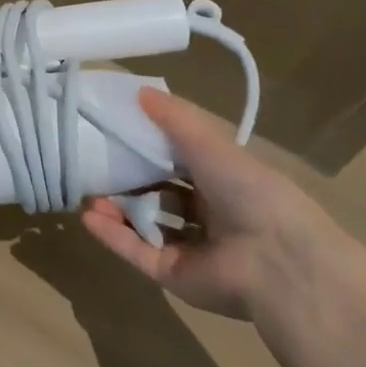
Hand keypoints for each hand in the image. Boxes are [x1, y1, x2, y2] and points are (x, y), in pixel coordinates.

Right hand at [80, 87, 338, 320]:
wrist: (277, 262)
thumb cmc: (250, 192)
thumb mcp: (210, 143)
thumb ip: (174, 119)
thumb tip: (139, 91)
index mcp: (226, 183)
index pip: (181, 163)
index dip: (150, 148)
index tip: (116, 131)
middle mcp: (210, 215)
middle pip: (159, 195)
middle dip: (128, 181)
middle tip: (96, 164)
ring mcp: (191, 248)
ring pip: (145, 225)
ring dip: (115, 208)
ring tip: (88, 192)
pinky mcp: (174, 275)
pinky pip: (137, 252)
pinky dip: (112, 235)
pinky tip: (88, 215)